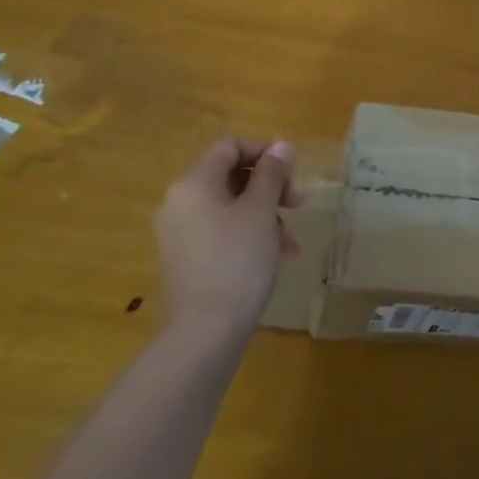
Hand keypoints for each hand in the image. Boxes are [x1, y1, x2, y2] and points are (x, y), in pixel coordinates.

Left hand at [155, 138, 298, 330]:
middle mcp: (180, 203)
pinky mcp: (187, 260)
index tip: (292, 171)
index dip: (264, 151)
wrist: (206, 332)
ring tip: (291, 240)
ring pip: (231, 207)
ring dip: (266, 214)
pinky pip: (222, 232)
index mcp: (193, 184)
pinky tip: (277, 256)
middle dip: (270, 186)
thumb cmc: (237, 261)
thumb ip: (272, 174)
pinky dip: (250, 235)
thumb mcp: (262, 211)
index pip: (230, 146)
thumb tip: (282, 145)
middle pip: (231, 176)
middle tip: (299, 203)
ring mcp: (180, 233)